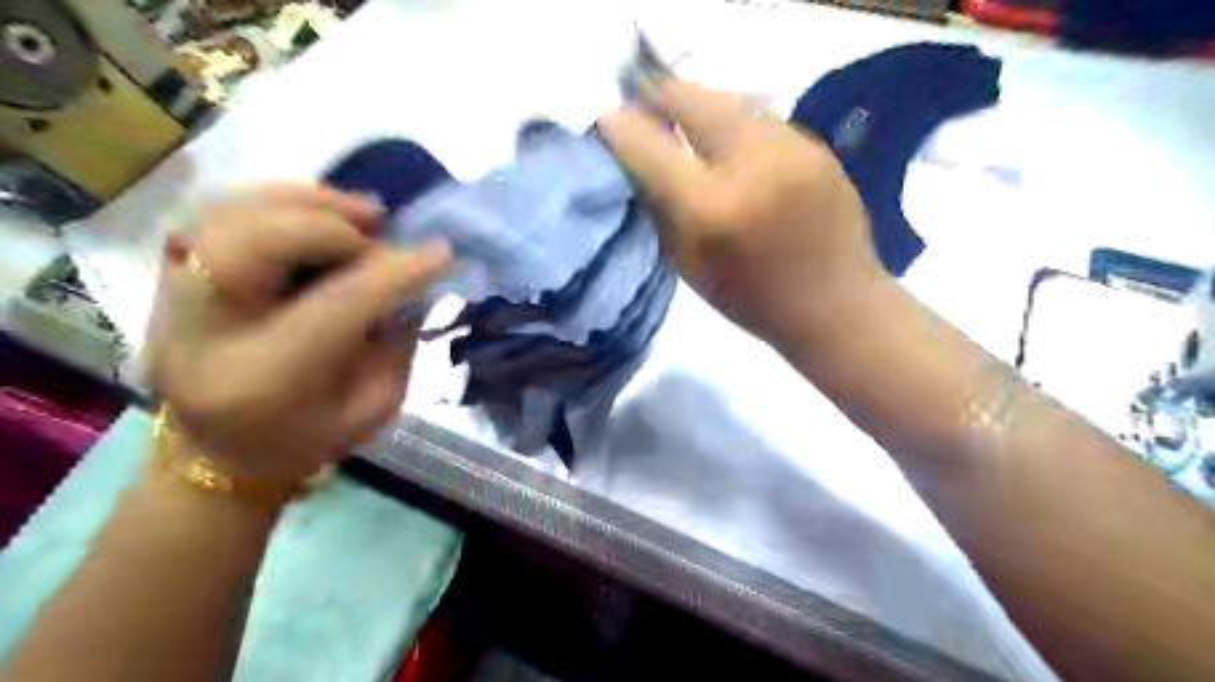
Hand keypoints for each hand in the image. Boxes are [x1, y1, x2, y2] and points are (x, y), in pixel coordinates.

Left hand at [144, 183, 450, 480]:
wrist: (217, 455)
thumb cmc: (306, 441)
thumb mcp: (373, 408)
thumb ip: (396, 343)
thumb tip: (411, 280)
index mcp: (266, 379)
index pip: (337, 304)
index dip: (394, 271)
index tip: (442, 253)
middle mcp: (208, 332)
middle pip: (255, 243)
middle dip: (330, 224)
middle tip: (379, 227)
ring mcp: (176, 298)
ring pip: (230, 215)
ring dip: (304, 202)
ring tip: (357, 213)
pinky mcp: (172, 278)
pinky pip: (221, 213)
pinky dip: (277, 202)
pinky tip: (317, 214)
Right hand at [603, 79, 889, 345]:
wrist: (835, 306)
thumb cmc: (752, 301)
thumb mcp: (688, 266)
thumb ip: (658, 209)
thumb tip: (634, 162)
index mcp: (711, 209)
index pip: (649, 146)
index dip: (619, 128)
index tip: (607, 124)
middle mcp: (751, 163)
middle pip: (690, 98)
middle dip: (657, 98)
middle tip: (644, 113)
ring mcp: (790, 146)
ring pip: (726, 100)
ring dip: (697, 109)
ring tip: (685, 129)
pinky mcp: (814, 144)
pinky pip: (758, 118)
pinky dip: (732, 125)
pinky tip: (729, 148)